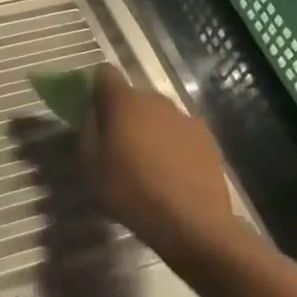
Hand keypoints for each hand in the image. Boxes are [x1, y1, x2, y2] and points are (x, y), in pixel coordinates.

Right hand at [80, 66, 252, 269]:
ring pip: (158, 115)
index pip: (104, 74)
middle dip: (124, 114)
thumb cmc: (132, 192)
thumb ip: (89, 131)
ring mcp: (185, 117)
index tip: (93, 110)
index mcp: (124, 102)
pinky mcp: (207, 137)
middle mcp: (156, 100)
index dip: (96, 88)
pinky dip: (173, 144)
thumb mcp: (93, 166)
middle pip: (134, 97)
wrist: (192, 222)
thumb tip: (92, 113)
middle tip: (118, 145)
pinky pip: (180, 132)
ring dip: (150, 129)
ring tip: (148, 163)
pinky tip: (172, 172)